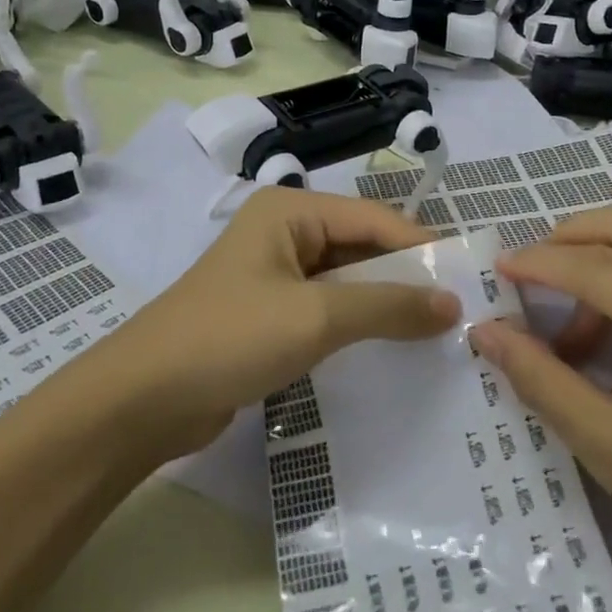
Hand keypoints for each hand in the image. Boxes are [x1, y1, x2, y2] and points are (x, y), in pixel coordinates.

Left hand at [103, 187, 461, 461]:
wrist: (142, 400)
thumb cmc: (230, 338)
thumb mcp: (315, 317)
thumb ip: (387, 306)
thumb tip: (452, 304)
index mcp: (290, 211)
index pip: (373, 218)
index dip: (422, 246)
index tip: (469, 279)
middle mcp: (284, 232)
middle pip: (360, 246)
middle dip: (406, 276)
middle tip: (460, 310)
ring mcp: (275, 274)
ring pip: (346, 280)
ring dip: (384, 303)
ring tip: (437, 331)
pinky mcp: (269, 314)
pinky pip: (327, 309)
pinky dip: (358, 324)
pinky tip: (392, 348)